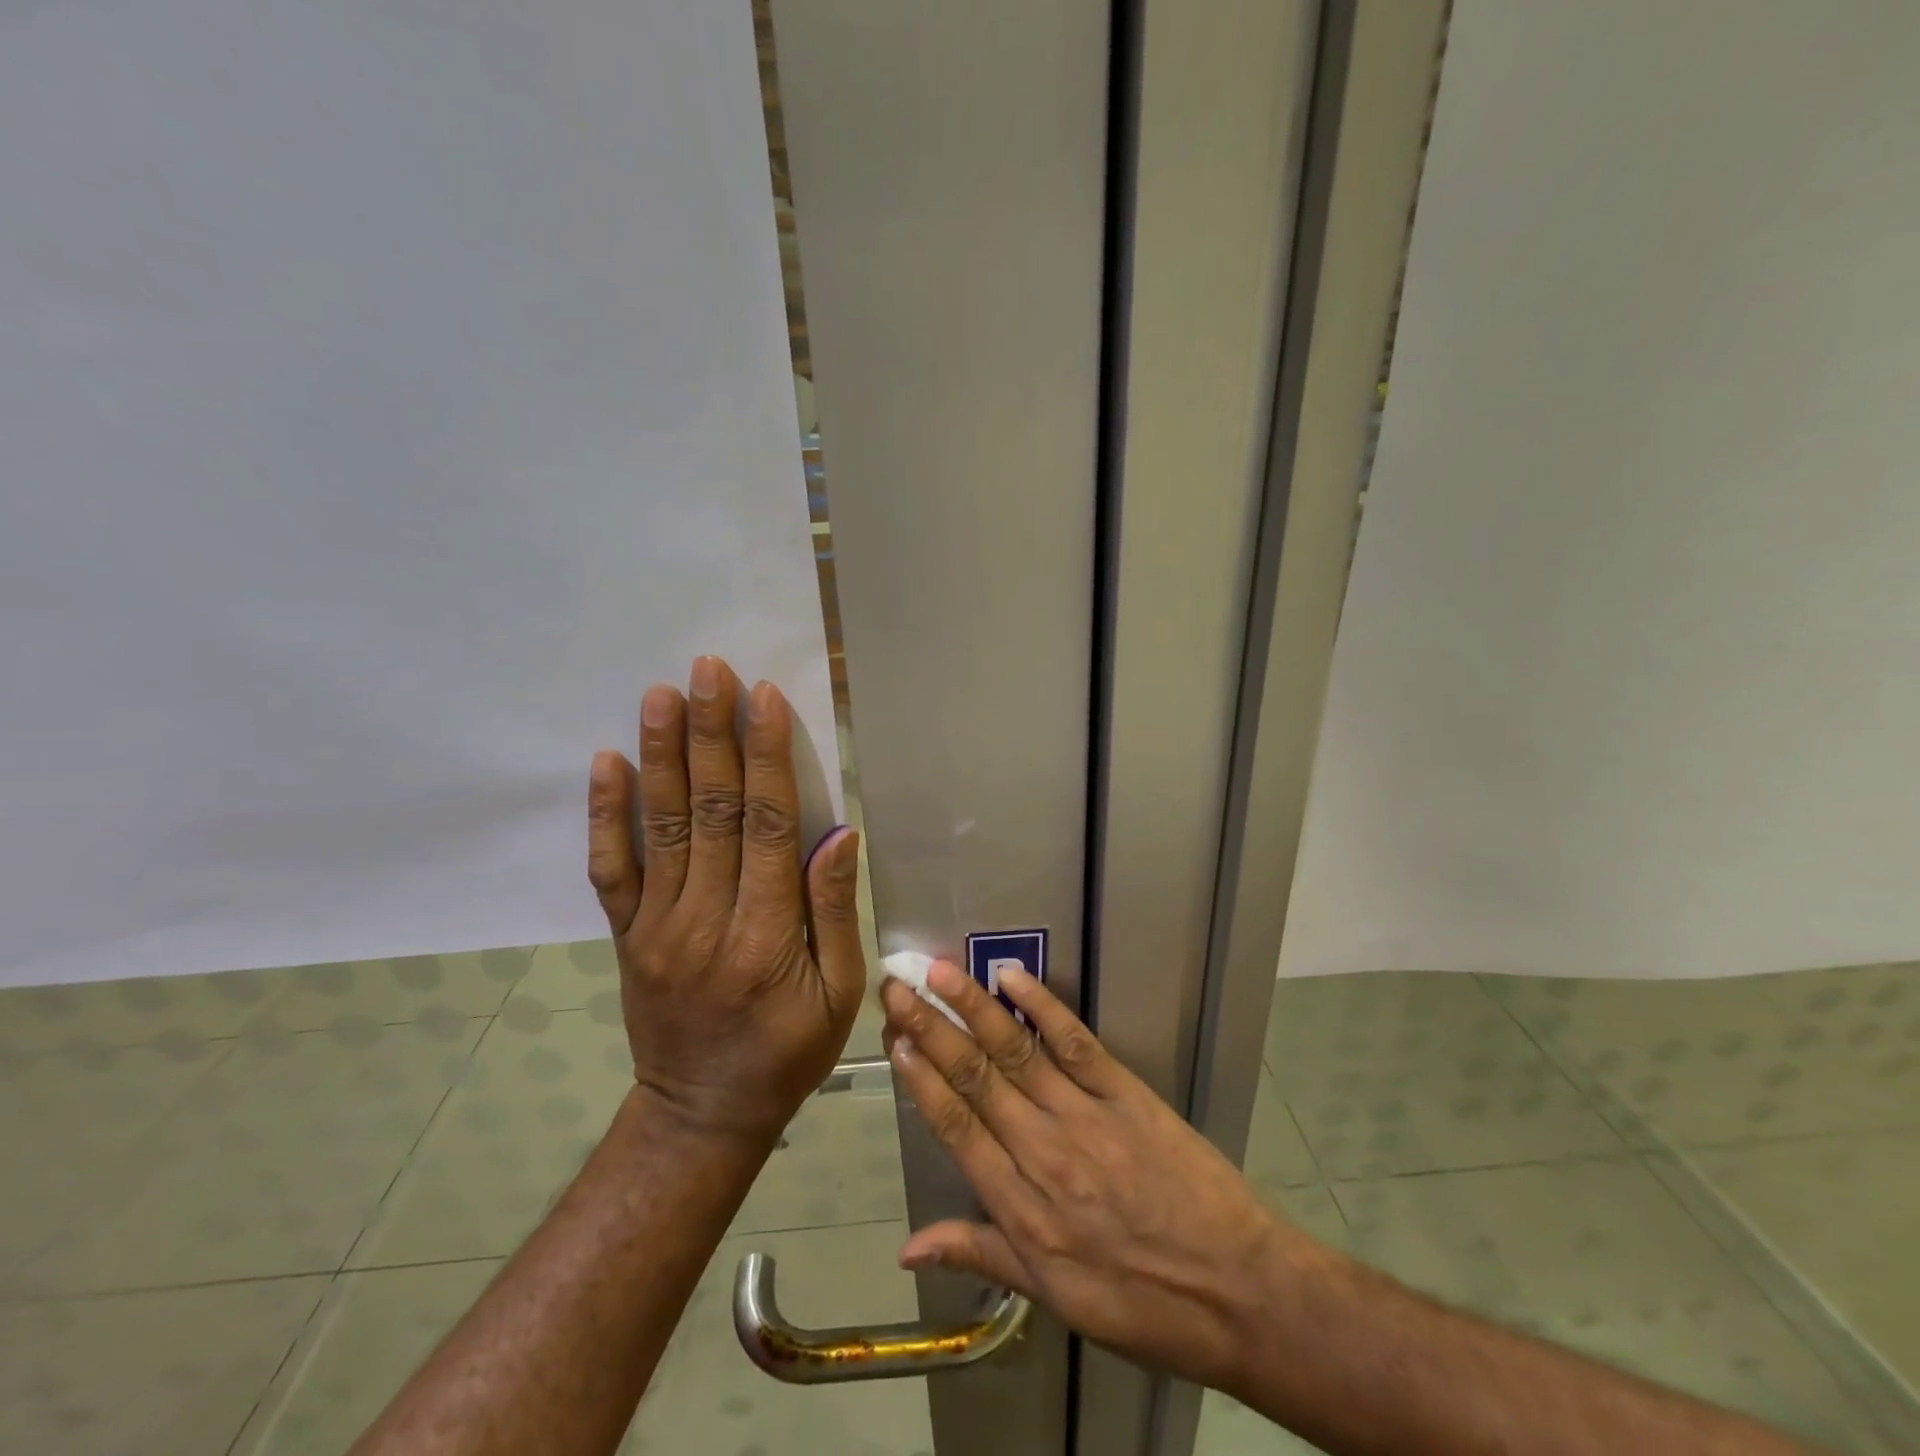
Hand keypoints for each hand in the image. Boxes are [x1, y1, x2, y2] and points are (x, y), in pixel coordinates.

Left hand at [588, 655, 864, 1142]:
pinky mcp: (627, 934)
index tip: (764, 700)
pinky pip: (611, 868)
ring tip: (660, 694)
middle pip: (711, 811)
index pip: (769, 827)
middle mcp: (705, 919)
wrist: (700, 1114)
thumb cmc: (788, 1053)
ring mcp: (657, 925)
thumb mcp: (838, 993)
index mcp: (766, 935)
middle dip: (712, 734)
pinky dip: (606, 814)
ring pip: (661, 826)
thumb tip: (838, 834)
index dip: (767, 759)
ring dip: (661, 755)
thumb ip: (832, 911)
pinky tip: (606, 762)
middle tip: (709, 670)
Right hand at [879, 962, 1311, 1395]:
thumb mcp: (1055, 1298)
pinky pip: (1076, 1043)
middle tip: (900, 987)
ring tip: (940, 972)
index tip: (894, 1039)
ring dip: (973, 1007)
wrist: (1239, 1292)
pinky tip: (1013, 977)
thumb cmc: (1141, 1303)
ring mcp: (1085, 1117)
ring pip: (1017, 1052)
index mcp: (1021, 1209)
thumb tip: (907, 1248)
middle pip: (976, 1079)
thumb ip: (981, 1254)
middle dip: (932, 1029)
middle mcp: (1044, 1153)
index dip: (921, 1081)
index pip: (956, 1129)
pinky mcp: (1126, 1093)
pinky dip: (1043, 1007)